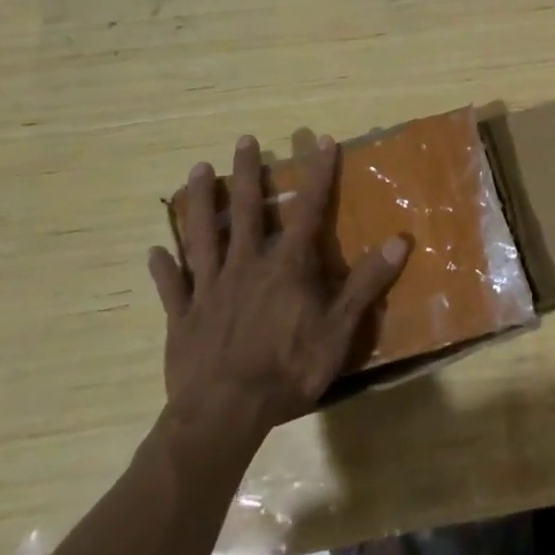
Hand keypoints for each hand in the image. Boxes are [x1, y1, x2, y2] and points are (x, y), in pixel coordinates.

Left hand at [146, 136, 408, 440]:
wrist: (223, 414)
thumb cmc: (288, 370)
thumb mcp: (339, 329)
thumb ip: (366, 283)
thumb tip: (399, 240)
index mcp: (286, 267)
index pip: (307, 211)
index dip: (317, 175)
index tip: (322, 141)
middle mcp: (245, 266)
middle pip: (244, 210)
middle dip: (246, 173)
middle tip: (243, 140)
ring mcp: (209, 290)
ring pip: (203, 235)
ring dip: (199, 202)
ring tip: (196, 169)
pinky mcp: (183, 317)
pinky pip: (172, 287)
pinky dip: (164, 268)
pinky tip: (155, 251)